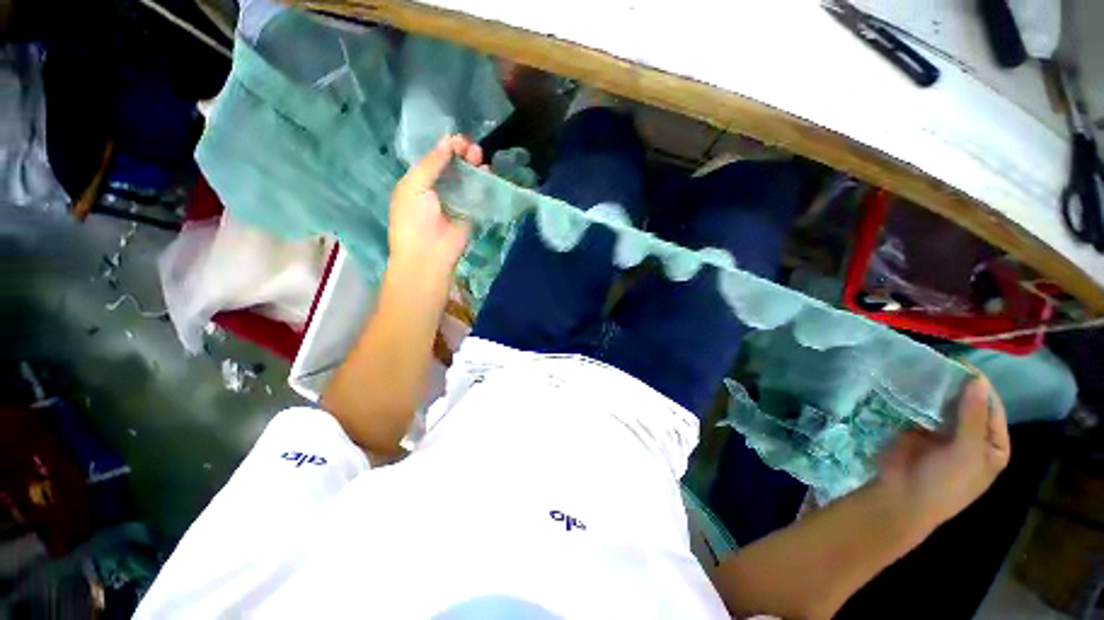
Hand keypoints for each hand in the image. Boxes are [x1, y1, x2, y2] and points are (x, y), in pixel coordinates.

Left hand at [388, 135, 482, 275]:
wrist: (428, 254)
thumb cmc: (414, 219)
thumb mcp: (414, 186)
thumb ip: (431, 163)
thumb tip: (447, 140)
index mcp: (419, 182)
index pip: (435, 159)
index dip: (447, 148)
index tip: (459, 140)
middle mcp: (438, 190)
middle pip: (454, 167)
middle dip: (463, 155)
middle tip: (473, 149)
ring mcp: (456, 202)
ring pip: (467, 180)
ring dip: (474, 167)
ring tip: (480, 158)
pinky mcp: (471, 214)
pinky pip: (478, 196)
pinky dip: (483, 184)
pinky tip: (488, 174)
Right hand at [876, 375, 1009, 530]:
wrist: (902, 497)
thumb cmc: (945, 482)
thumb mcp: (966, 452)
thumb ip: (972, 416)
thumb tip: (977, 380)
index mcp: (992, 446)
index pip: (992, 409)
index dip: (981, 388)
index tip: (963, 365)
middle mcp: (972, 437)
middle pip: (969, 405)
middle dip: (958, 386)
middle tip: (942, 362)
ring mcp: (944, 434)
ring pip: (945, 406)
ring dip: (938, 390)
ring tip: (926, 368)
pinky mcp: (918, 430)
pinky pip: (923, 410)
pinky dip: (920, 398)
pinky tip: (912, 384)